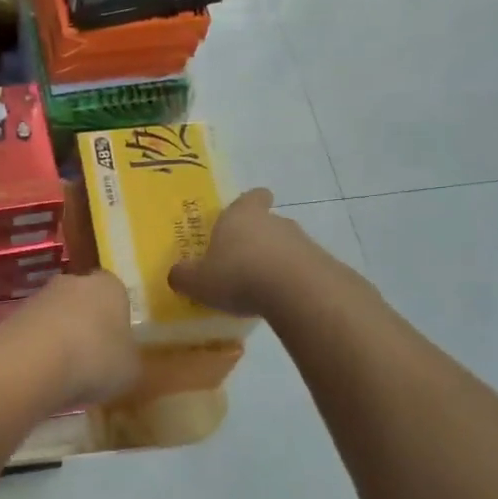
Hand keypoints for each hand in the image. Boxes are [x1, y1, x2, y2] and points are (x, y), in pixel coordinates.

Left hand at [2, 271, 140, 412]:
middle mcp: (73, 282)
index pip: (118, 294)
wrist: (32, 363)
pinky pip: (34, 334)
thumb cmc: (95, 360)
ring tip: (65, 374)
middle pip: (84, 302)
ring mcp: (39, 297)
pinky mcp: (12, 316)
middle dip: (87, 326)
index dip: (118, 319)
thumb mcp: (131, 369)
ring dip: (60, 339)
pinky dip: (38, 351)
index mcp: (110, 286)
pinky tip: (41, 375)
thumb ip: (129, 359)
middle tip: (92, 360)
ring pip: (57, 317)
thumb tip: (123, 360)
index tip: (117, 346)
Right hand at [168, 188, 298, 316]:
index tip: (245, 214)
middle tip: (239, 262)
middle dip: (255, 239)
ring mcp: (301, 241)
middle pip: (266, 222)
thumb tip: (176, 274)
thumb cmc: (238, 275)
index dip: (249, 203)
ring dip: (274, 262)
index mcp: (240, 216)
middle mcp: (273, 221)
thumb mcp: (198, 281)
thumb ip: (183, 276)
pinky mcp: (321, 264)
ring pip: (284, 246)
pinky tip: (279, 301)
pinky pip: (300, 269)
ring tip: (258, 288)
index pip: (251, 197)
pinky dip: (290, 281)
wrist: (298, 292)